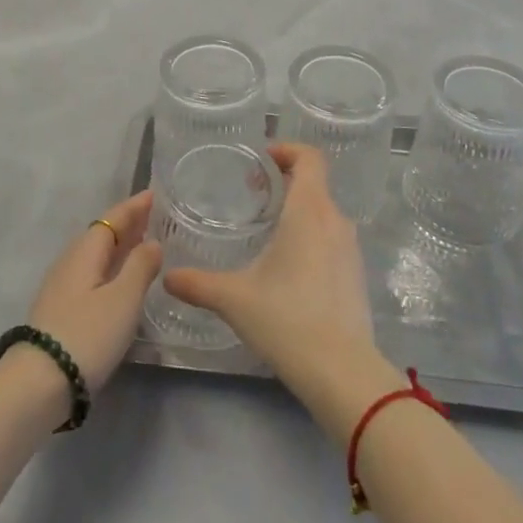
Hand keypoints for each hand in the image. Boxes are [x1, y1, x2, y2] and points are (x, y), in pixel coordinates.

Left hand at [23, 190, 162, 393]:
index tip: (152, 194)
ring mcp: (61, 287)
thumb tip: (152, 242)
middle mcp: (70, 262)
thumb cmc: (87, 334)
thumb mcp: (123, 299)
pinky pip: (90, 273)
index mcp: (86, 252)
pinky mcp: (59, 310)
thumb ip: (140, 267)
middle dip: (126, 224)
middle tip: (151, 216)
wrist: (37, 384)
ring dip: (118, 246)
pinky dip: (109, 267)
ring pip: (95, 255)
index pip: (112, 219)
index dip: (133, 207)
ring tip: (140, 244)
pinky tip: (118, 280)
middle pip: (101, 234)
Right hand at [164, 144, 389, 422]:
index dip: (287, 150)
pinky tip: (288, 266)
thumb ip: (198, 284)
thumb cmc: (287, 320)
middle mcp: (335, 221)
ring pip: (324, 212)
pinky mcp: (356, 274)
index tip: (261, 159)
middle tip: (254, 194)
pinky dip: (311, 235)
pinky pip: (332, 238)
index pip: (309, 158)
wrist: (342, 372)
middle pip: (315, 183)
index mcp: (309, 211)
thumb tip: (167, 277)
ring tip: (268, 229)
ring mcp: (350, 248)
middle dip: (285, 181)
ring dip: (298, 209)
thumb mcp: (234, 298)